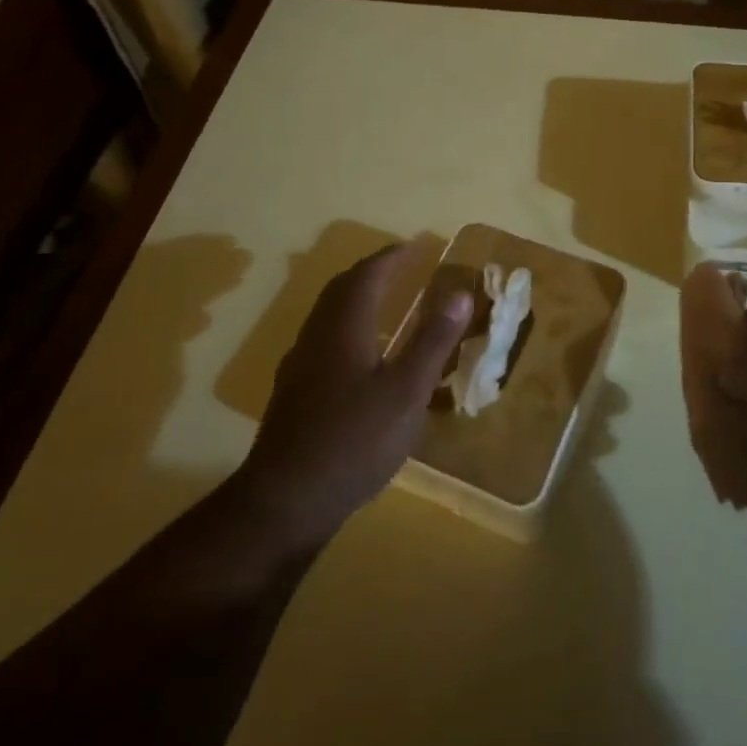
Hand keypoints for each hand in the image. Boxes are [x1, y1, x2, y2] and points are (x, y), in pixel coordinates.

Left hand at [238, 243, 471, 550]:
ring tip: (384, 300)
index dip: (392, 257)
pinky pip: (323, 338)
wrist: (286, 499)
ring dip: (356, 296)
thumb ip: (433, 341)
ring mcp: (300, 364)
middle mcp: (317, 336)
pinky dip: (347, 325)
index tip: (416, 246)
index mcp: (344, 328)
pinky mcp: (294, 391)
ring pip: (328, 314)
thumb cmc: (355, 441)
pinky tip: (359, 352)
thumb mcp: (407, 392)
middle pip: (341, 289)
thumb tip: (460, 293)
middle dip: (372, 271)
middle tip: (401, 265)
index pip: (367, 276)